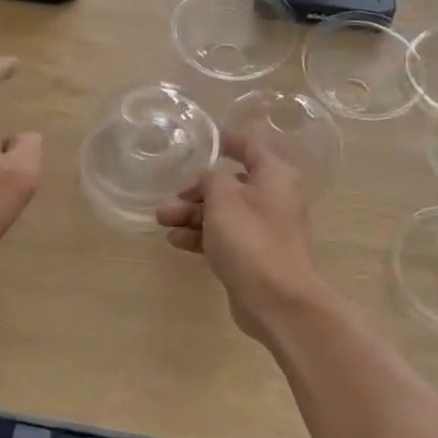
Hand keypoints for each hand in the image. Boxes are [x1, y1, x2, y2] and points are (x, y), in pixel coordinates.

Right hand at [155, 131, 325, 340]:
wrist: (276, 299)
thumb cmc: (251, 238)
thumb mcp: (224, 198)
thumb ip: (211, 179)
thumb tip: (209, 180)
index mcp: (274, 176)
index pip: (250, 147)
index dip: (227, 140)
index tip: (205, 137)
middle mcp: (273, 199)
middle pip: (231, 185)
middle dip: (197, 191)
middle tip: (169, 198)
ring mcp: (264, 230)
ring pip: (224, 213)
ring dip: (193, 215)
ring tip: (162, 220)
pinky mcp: (254, 256)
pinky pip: (224, 238)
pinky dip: (202, 236)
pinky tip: (176, 241)